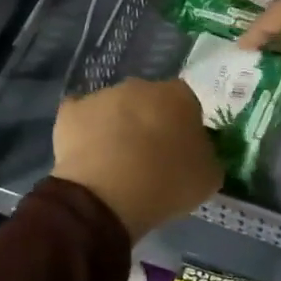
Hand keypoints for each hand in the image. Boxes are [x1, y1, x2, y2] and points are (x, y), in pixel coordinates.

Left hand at [54, 78, 222, 241]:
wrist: (108, 194)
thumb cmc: (168, 183)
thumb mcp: (208, 177)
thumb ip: (206, 155)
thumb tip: (198, 151)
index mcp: (178, 95)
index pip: (186, 104)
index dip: (183, 128)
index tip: (180, 153)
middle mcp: (141, 85)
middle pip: (148, 102)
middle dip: (149, 123)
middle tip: (148, 158)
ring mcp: (103, 95)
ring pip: (115, 108)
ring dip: (117, 127)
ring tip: (114, 164)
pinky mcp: (72, 111)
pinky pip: (82, 118)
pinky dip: (85, 132)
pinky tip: (87, 156)